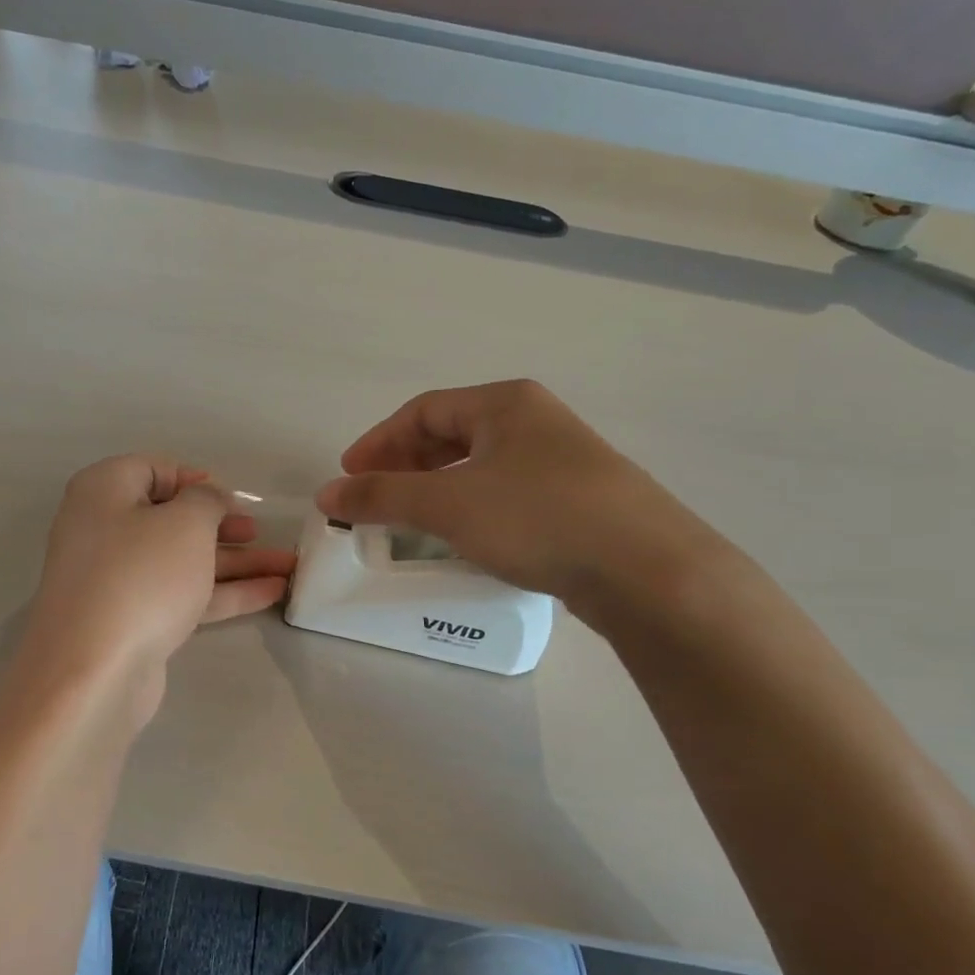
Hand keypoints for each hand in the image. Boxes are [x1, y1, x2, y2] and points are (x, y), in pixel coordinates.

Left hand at [17, 456, 295, 719]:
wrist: (94, 671)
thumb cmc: (141, 576)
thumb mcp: (185, 523)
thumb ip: (207, 501)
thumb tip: (208, 499)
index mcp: (103, 492)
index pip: (151, 470)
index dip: (193, 478)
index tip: (230, 497)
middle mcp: (104, 531)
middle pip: (171, 519)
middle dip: (222, 525)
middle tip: (258, 531)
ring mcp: (118, 580)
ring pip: (183, 561)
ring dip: (235, 562)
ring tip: (288, 566)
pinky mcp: (133, 620)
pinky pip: (183, 595)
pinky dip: (224, 592)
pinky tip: (271, 592)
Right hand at [314, 380, 722, 613]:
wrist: (647, 570)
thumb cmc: (538, 518)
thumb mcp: (448, 505)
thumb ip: (382, 496)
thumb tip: (327, 494)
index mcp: (505, 404)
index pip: (422, 411)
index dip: (378, 441)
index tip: (349, 477)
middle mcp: (535, 422)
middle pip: (451, 435)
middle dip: (405, 465)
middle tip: (374, 497)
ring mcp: (562, 461)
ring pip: (480, 466)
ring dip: (436, 489)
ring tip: (410, 520)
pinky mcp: (578, 501)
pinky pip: (505, 493)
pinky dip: (470, 508)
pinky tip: (464, 537)